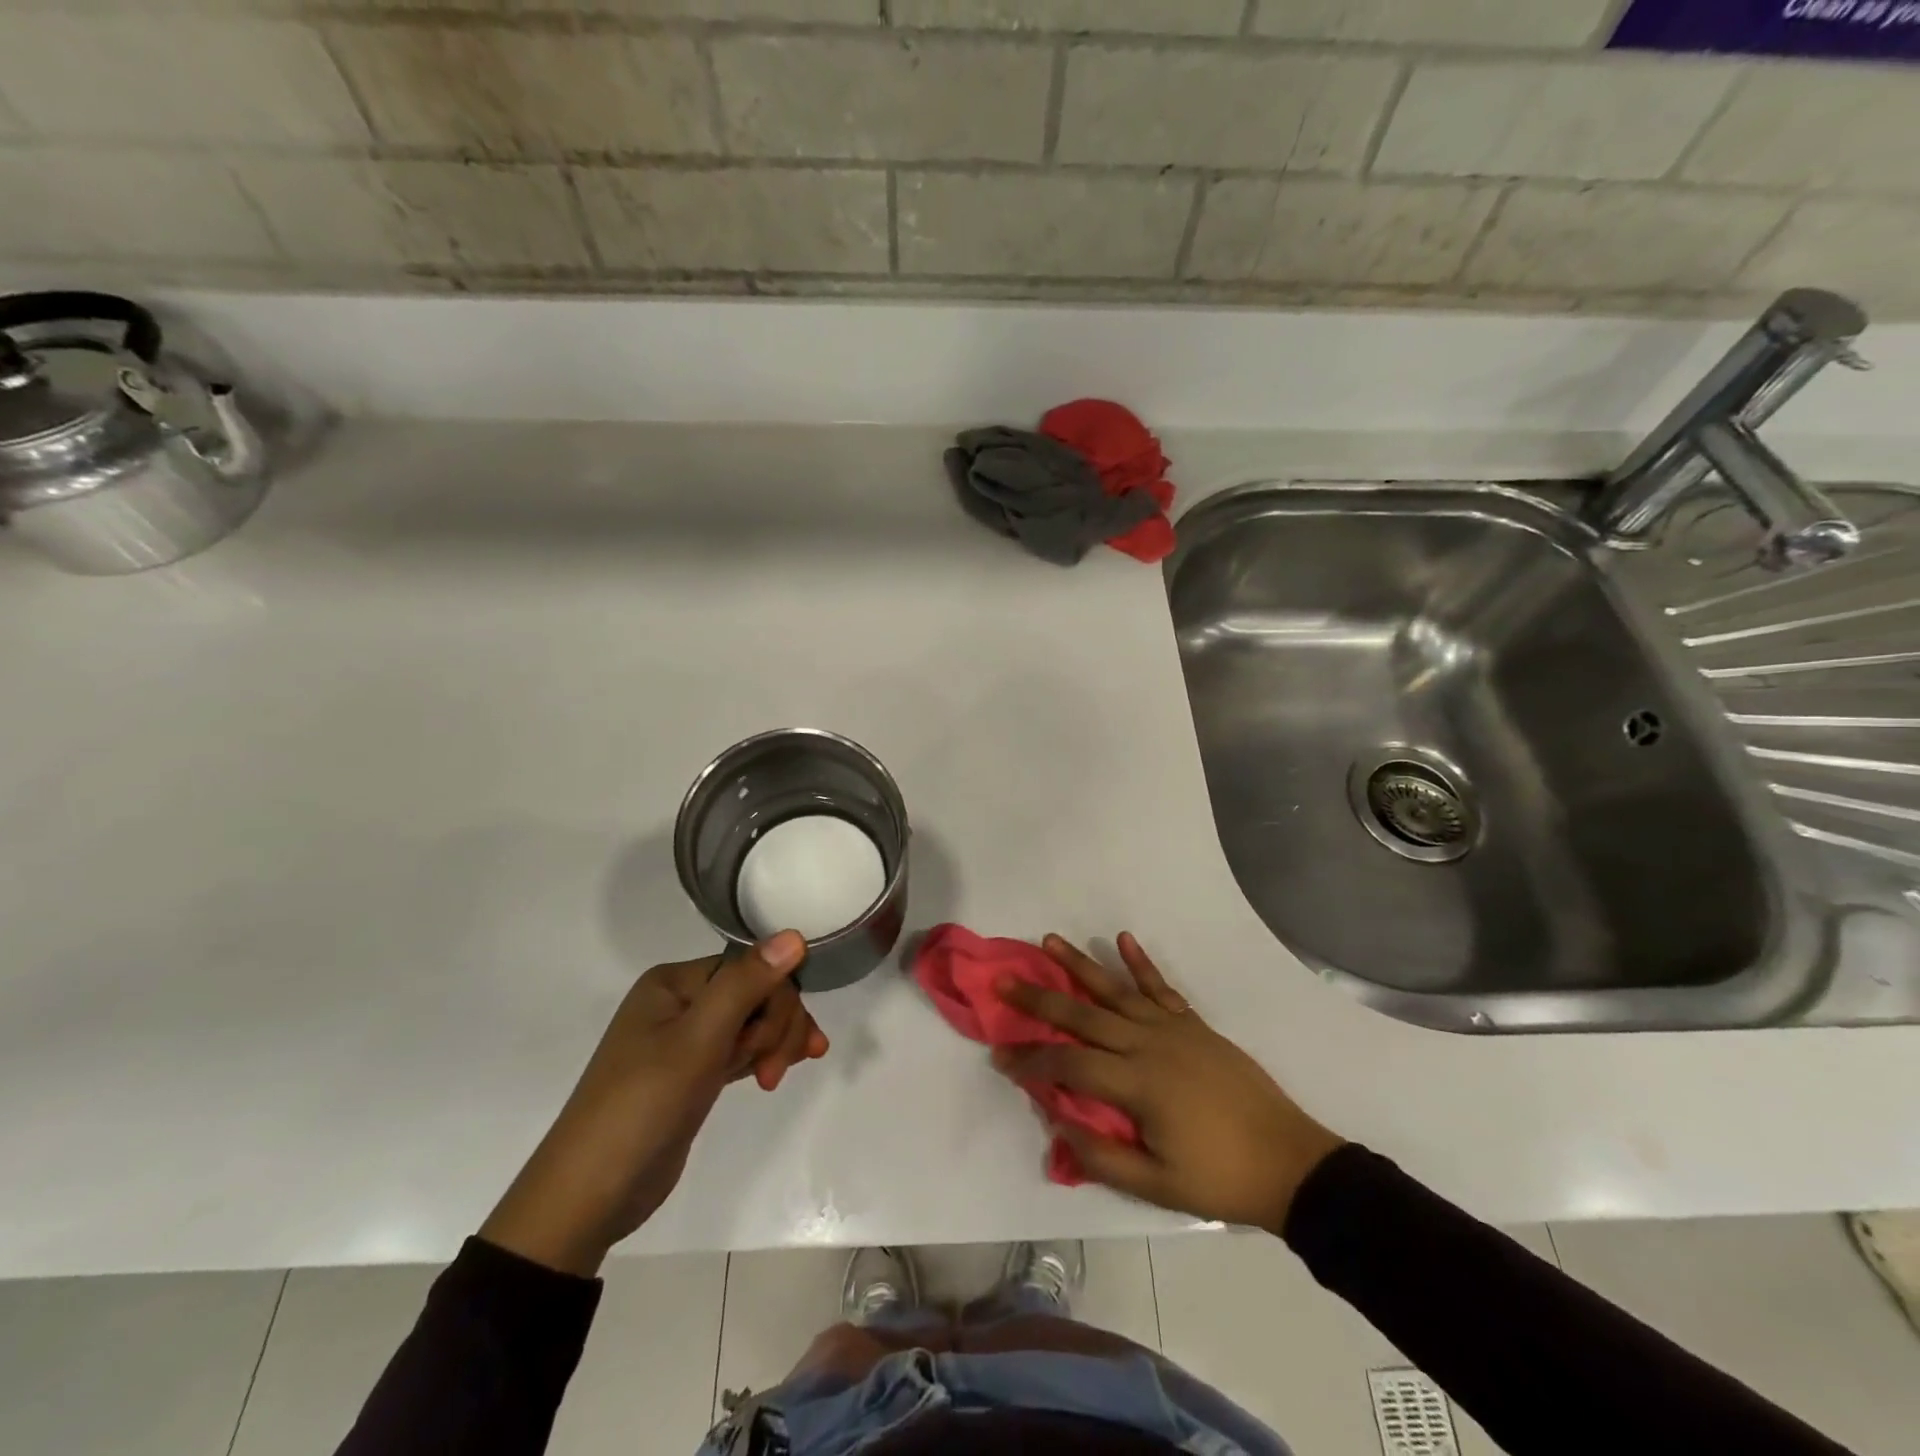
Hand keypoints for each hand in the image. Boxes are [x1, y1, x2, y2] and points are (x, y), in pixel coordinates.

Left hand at [481, 932, 825, 1274]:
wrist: (589, 1197)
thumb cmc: (643, 1106)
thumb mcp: (698, 1041)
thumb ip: (747, 984)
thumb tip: (795, 934)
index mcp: (674, 981)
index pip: (751, 967)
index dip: (776, 1001)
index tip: (775, 1046)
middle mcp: (681, 1001)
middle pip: (757, 993)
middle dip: (775, 1028)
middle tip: (771, 1073)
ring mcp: (686, 1039)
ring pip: (754, 1022)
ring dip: (775, 1044)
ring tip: (773, 1080)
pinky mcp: (694, 1073)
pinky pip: (742, 1049)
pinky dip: (763, 1057)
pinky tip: (782, 1070)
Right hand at [992, 934, 1343, 1233]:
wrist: (1288, 1161)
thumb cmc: (1219, 1177)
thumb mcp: (1157, 1185)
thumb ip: (1103, 1155)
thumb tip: (1057, 1121)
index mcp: (1136, 1083)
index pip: (1068, 1063)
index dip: (1030, 1059)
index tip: (1000, 1055)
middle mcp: (1147, 1044)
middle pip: (1082, 1014)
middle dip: (1039, 997)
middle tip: (1004, 978)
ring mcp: (1172, 1028)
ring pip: (1116, 990)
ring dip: (1080, 964)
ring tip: (1049, 940)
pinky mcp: (1193, 1023)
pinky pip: (1161, 986)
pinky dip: (1140, 962)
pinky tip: (1123, 939)